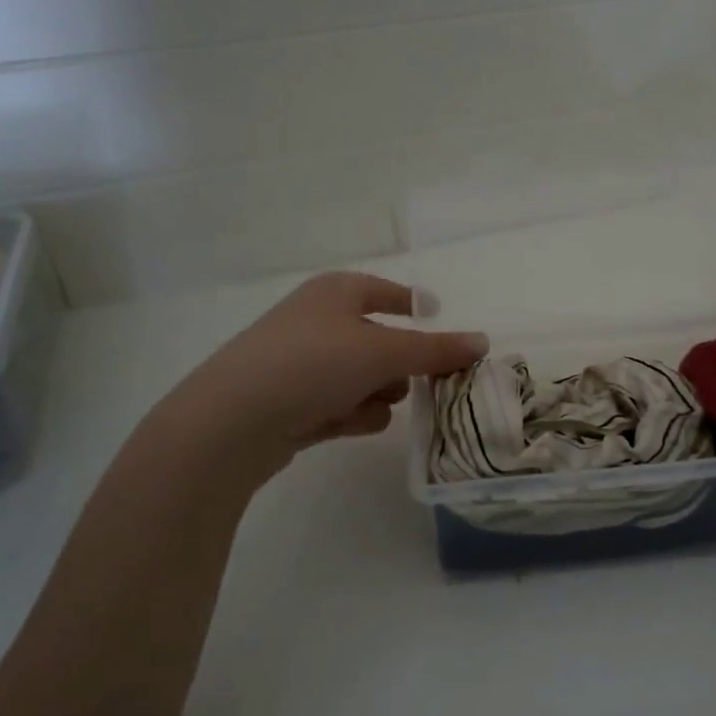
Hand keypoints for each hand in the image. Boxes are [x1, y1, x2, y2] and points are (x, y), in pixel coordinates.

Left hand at [162, 271, 487, 478]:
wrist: (232, 422)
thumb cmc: (313, 365)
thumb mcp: (384, 351)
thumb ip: (437, 349)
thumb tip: (483, 341)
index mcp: (337, 292)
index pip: (390, 292)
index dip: (418, 307)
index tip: (444, 333)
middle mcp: (319, 321)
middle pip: (383, 340)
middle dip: (401, 365)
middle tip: (418, 382)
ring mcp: (304, 363)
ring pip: (366, 377)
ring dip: (378, 393)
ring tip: (368, 405)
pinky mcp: (294, 401)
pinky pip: (344, 403)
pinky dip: (353, 414)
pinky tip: (345, 423)